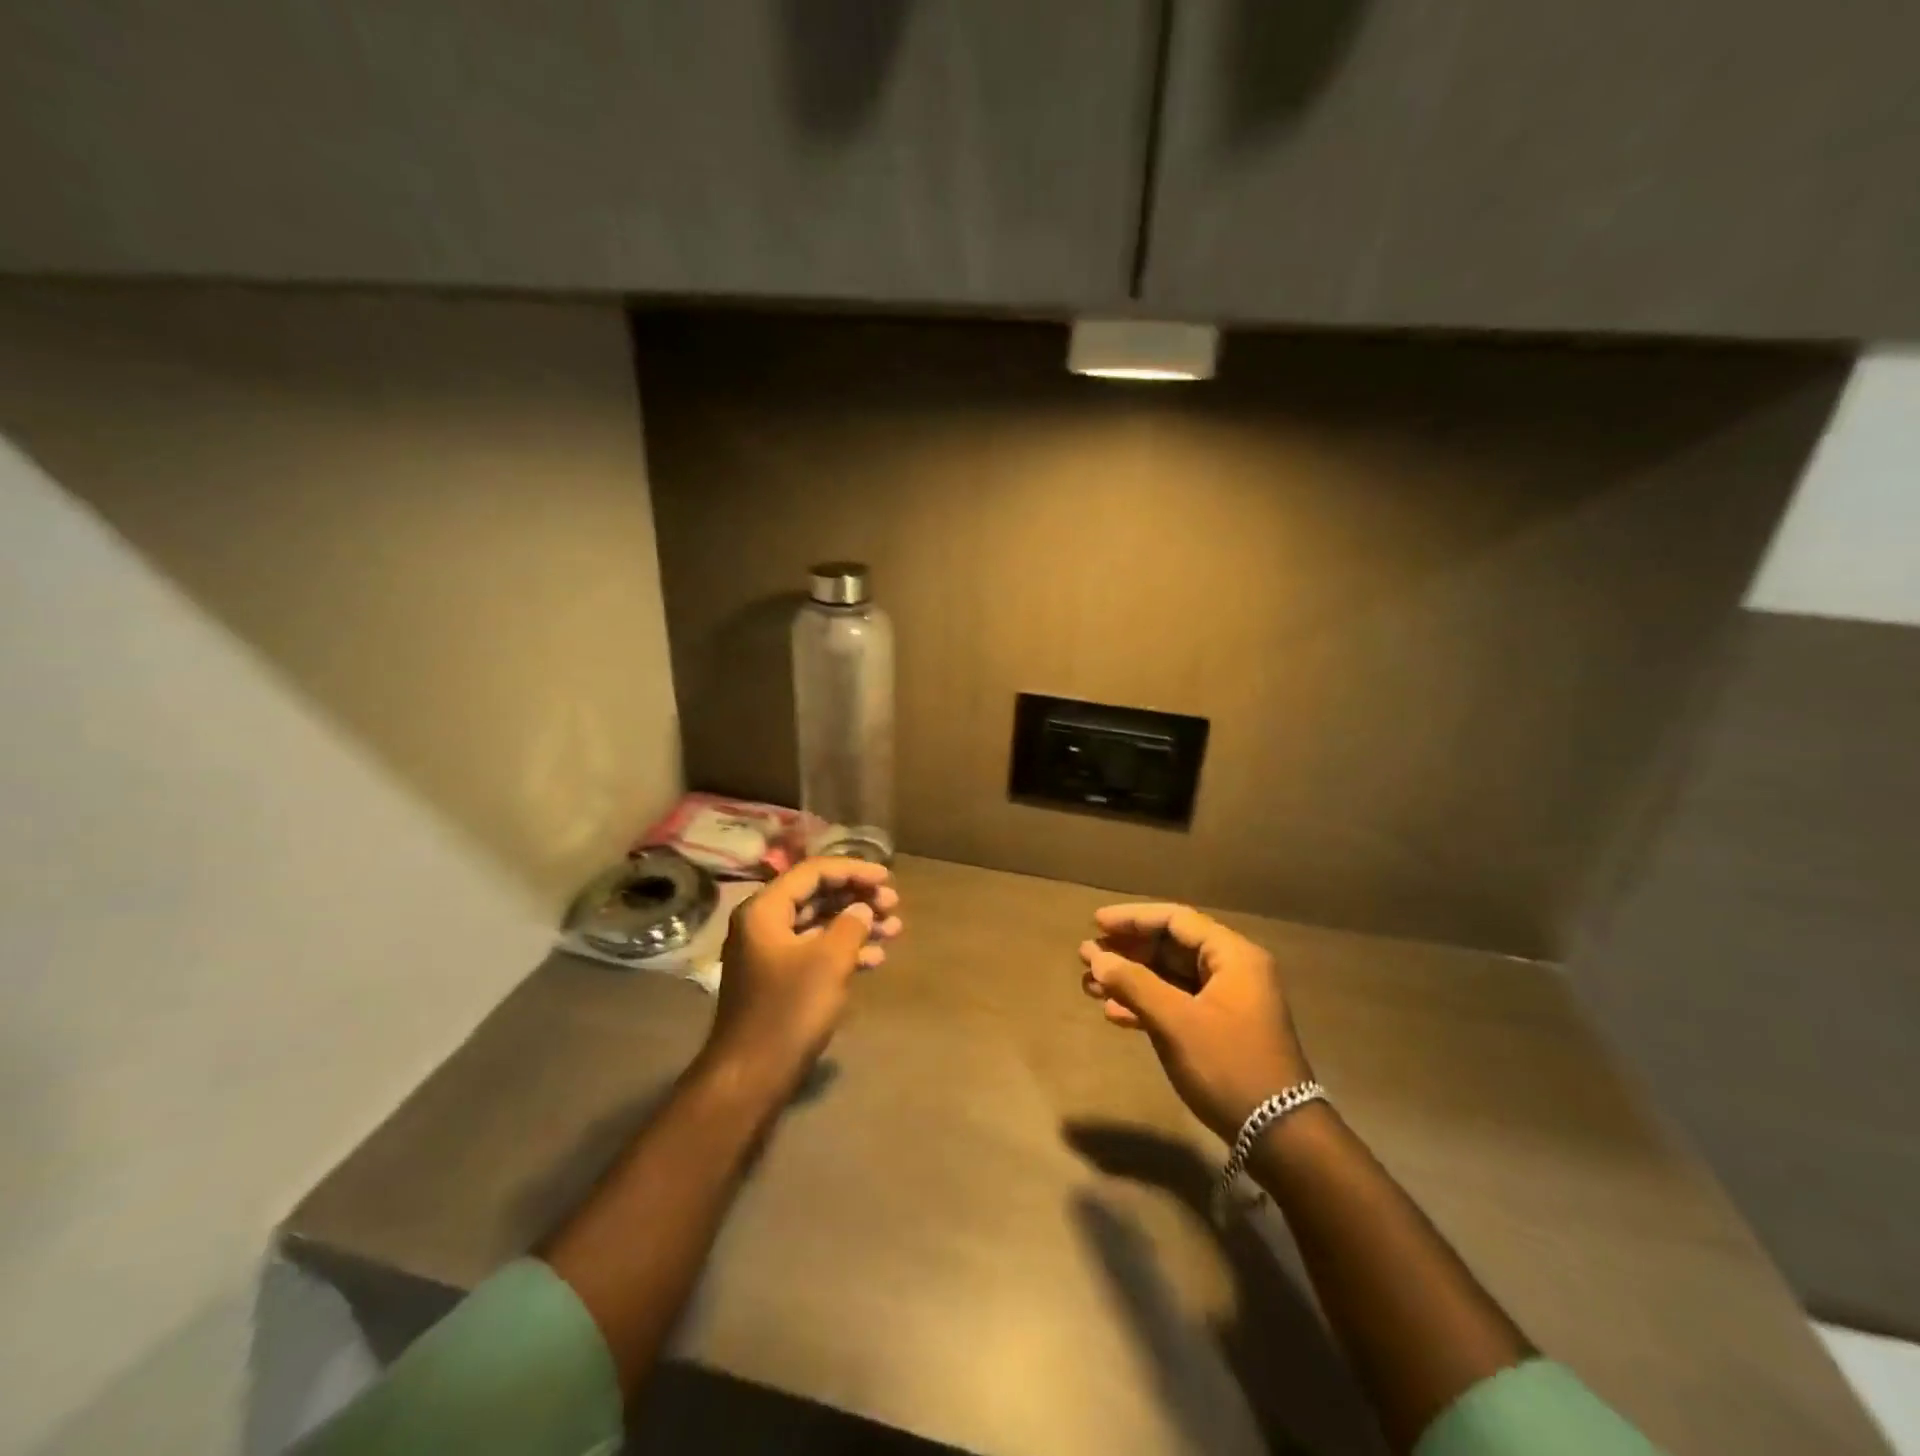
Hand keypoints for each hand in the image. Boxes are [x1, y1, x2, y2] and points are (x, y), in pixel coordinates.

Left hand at [700, 857, 902, 1099]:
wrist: (751, 1076)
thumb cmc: (789, 1010)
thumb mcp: (828, 961)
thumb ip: (850, 925)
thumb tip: (861, 909)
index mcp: (765, 910)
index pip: (813, 872)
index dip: (853, 871)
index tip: (888, 879)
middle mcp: (763, 924)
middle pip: (816, 896)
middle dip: (858, 898)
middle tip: (893, 905)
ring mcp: (770, 953)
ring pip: (819, 925)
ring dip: (857, 925)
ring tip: (895, 929)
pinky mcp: (779, 980)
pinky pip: (815, 951)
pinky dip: (844, 951)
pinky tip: (876, 960)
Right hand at [1079, 903, 1311, 1141]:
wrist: (1280, 1136)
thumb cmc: (1228, 1065)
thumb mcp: (1176, 1022)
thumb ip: (1133, 983)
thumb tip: (1095, 957)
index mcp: (1232, 956)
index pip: (1176, 919)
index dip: (1133, 918)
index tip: (1096, 924)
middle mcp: (1233, 970)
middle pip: (1171, 946)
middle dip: (1127, 951)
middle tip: (1086, 957)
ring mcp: (1228, 1002)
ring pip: (1170, 976)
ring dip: (1131, 979)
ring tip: (1089, 985)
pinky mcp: (1220, 1030)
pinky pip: (1177, 1003)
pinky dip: (1146, 1004)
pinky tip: (1113, 1014)